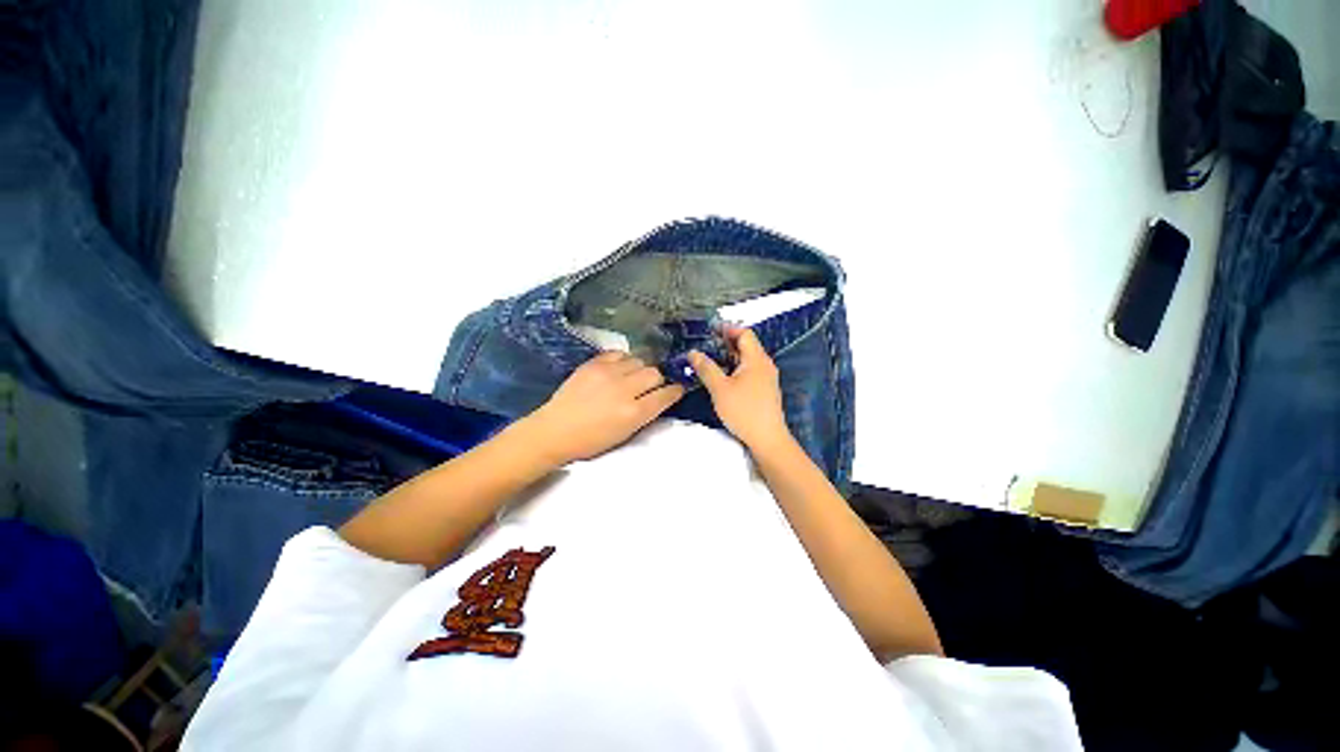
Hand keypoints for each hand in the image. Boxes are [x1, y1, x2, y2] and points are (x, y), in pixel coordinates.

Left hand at [524, 351, 685, 464]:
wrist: (555, 431)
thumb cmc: (591, 441)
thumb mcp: (625, 434)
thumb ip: (645, 414)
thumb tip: (659, 397)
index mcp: (634, 413)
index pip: (665, 395)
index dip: (675, 390)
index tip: (677, 388)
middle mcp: (625, 389)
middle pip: (655, 373)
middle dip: (658, 379)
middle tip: (651, 386)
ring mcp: (608, 373)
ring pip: (639, 361)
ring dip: (640, 369)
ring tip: (632, 377)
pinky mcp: (594, 364)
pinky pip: (618, 353)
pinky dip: (623, 360)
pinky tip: (618, 368)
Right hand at [689, 327, 792, 452]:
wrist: (767, 439)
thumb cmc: (744, 411)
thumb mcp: (720, 389)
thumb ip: (706, 368)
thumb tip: (693, 352)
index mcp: (757, 359)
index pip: (744, 333)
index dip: (728, 329)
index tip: (710, 330)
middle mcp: (765, 364)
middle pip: (747, 345)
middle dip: (726, 343)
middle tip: (706, 345)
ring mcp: (767, 378)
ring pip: (747, 359)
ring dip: (730, 356)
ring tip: (710, 359)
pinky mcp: (765, 389)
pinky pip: (749, 371)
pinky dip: (735, 368)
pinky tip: (723, 377)